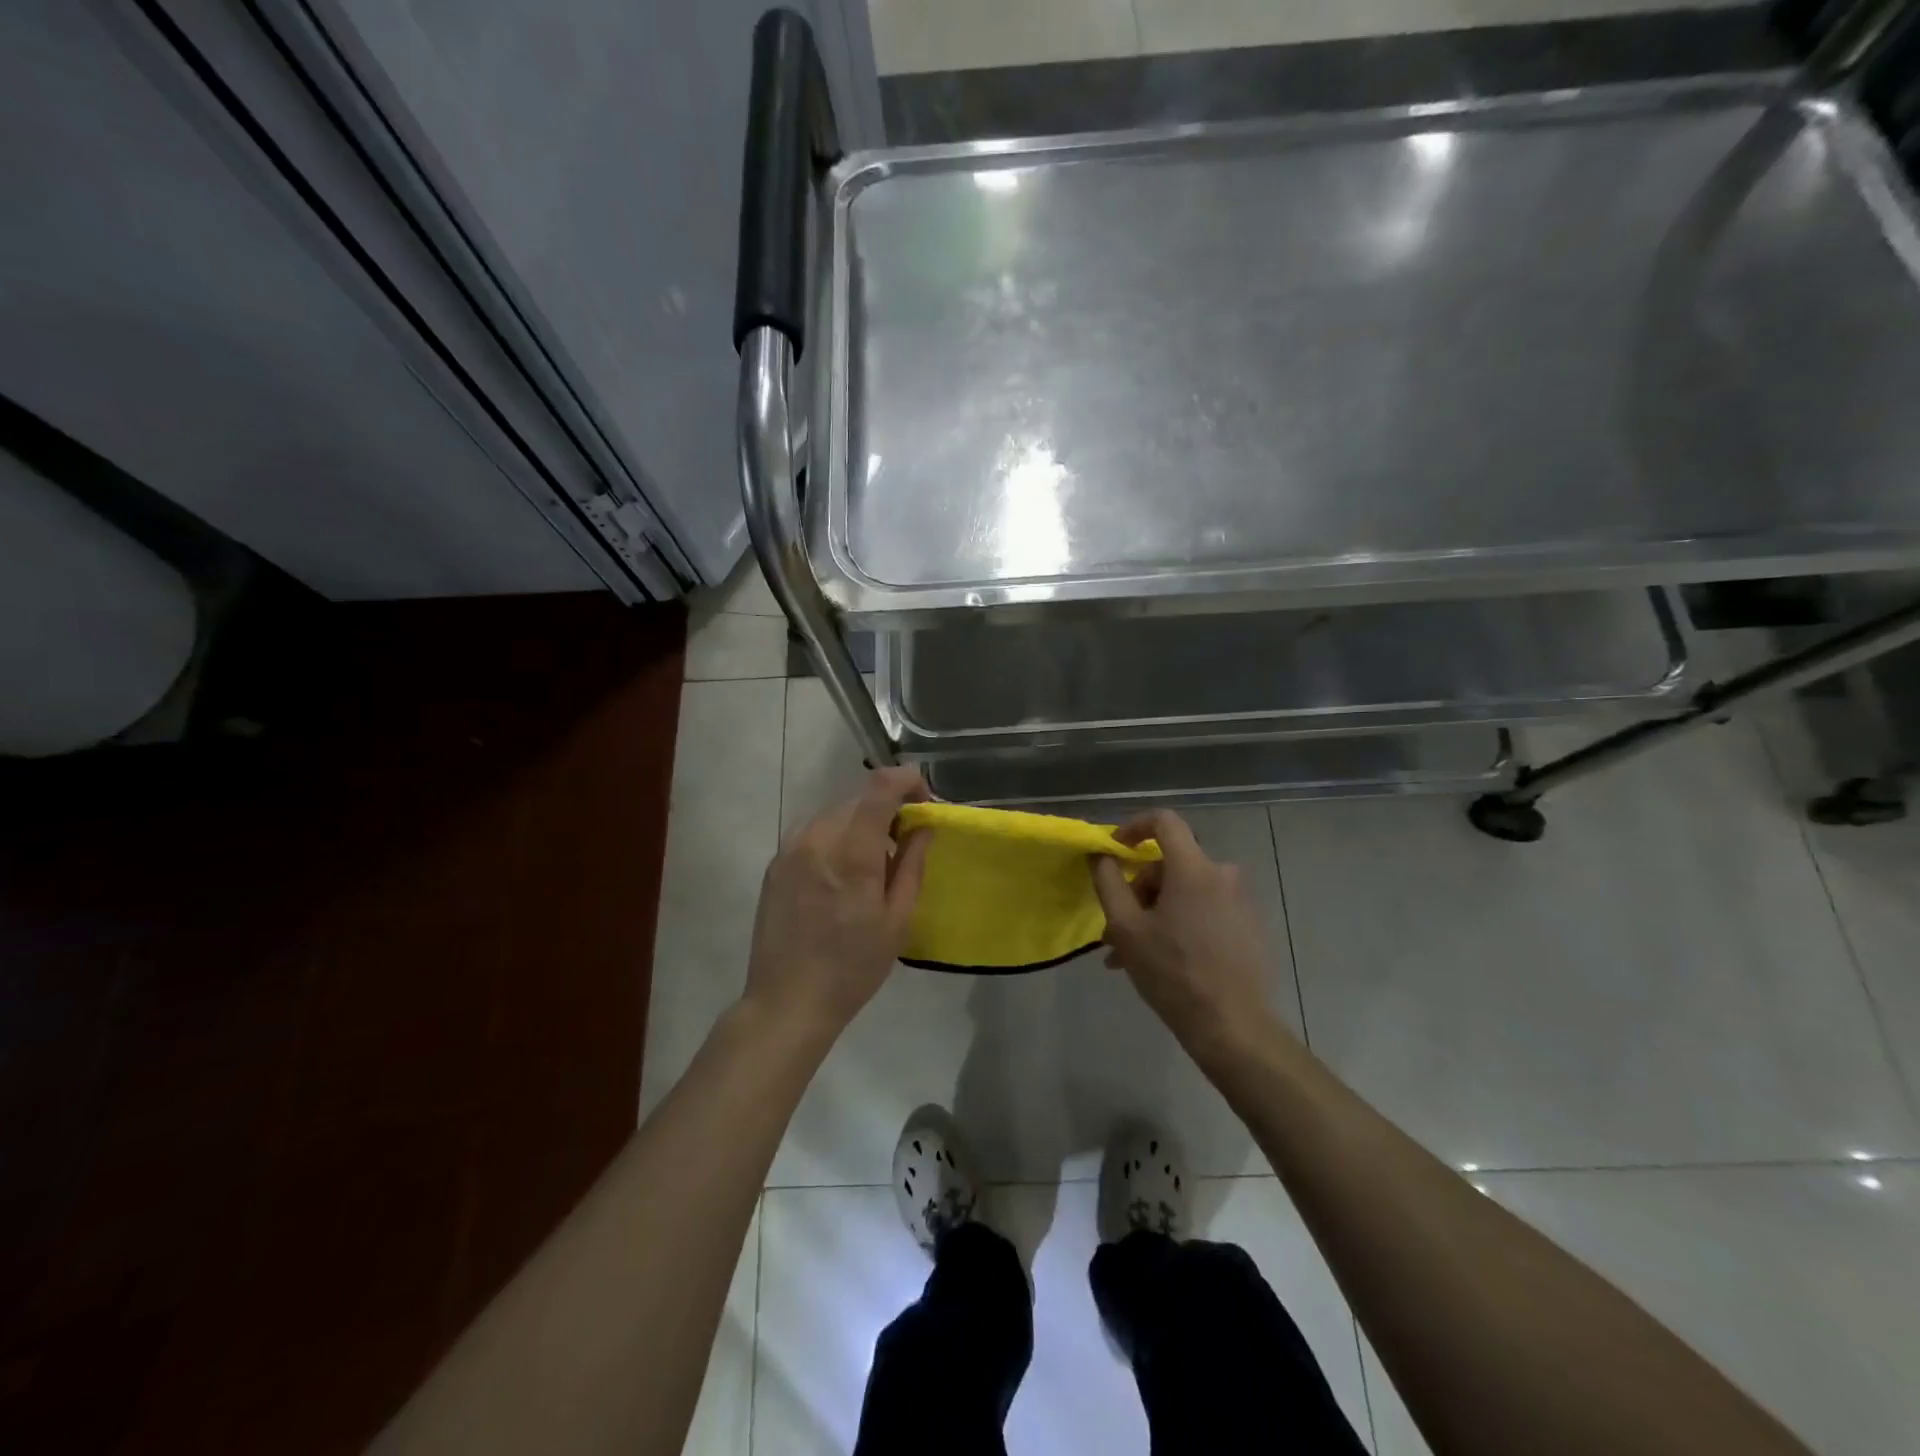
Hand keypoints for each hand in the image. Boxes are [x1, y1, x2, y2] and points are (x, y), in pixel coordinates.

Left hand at [743, 767, 931, 1042]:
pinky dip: (836, 838)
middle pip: (858, 799)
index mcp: (851, 853)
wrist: (787, 1002)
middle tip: (905, 840)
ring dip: (860, 824)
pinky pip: (814, 832)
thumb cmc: (852, 967)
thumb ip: (911, 864)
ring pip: (835, 814)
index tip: (924, 799)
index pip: (879, 788)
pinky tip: (842, 874)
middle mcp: (816, 838)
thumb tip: (923, 827)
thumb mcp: (897, 920)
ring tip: (872, 862)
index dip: (907, 780)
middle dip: (887, 808)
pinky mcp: (775, 863)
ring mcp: (790, 849)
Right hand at [1090, 811, 1280, 1050]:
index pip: (1164, 821)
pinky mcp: (1250, 925)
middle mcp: (1223, 874)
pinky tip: (1165, 960)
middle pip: (1170, 864)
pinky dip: (1181, 923)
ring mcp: (1241, 901)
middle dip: (1139, 891)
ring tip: (1133, 954)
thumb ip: (1108, 882)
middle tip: (1116, 929)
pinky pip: (1206, 909)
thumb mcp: (1126, 928)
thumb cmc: (1173, 972)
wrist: (1232, 1026)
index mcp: (1194, 869)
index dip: (1134, 827)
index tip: (1115, 850)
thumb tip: (1100, 854)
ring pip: (1186, 891)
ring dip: (1156, 913)